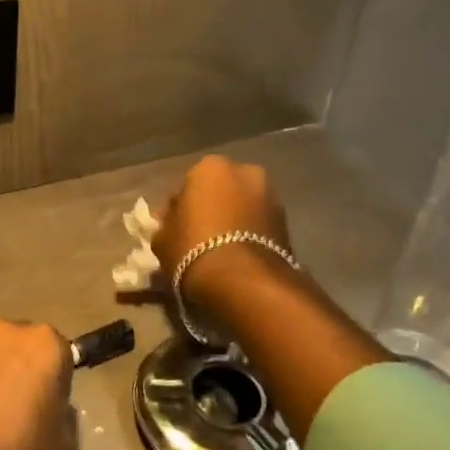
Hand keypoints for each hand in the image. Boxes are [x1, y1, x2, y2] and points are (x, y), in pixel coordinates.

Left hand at [0, 321, 76, 449]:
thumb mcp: (66, 443)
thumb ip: (63, 413)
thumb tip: (48, 405)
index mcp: (43, 343)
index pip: (61, 353)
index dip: (58, 381)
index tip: (51, 407)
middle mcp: (6, 331)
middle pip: (25, 346)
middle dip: (26, 369)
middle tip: (24, 409)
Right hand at [151, 155, 292, 289]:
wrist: (245, 282)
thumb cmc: (194, 250)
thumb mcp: (162, 239)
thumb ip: (166, 224)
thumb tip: (172, 221)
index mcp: (210, 167)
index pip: (187, 184)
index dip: (180, 208)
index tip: (175, 228)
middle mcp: (244, 171)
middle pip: (220, 190)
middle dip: (212, 207)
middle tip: (199, 237)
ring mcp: (271, 195)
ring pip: (243, 206)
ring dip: (234, 221)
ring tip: (221, 250)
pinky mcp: (287, 223)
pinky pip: (259, 224)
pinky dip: (250, 235)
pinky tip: (238, 256)